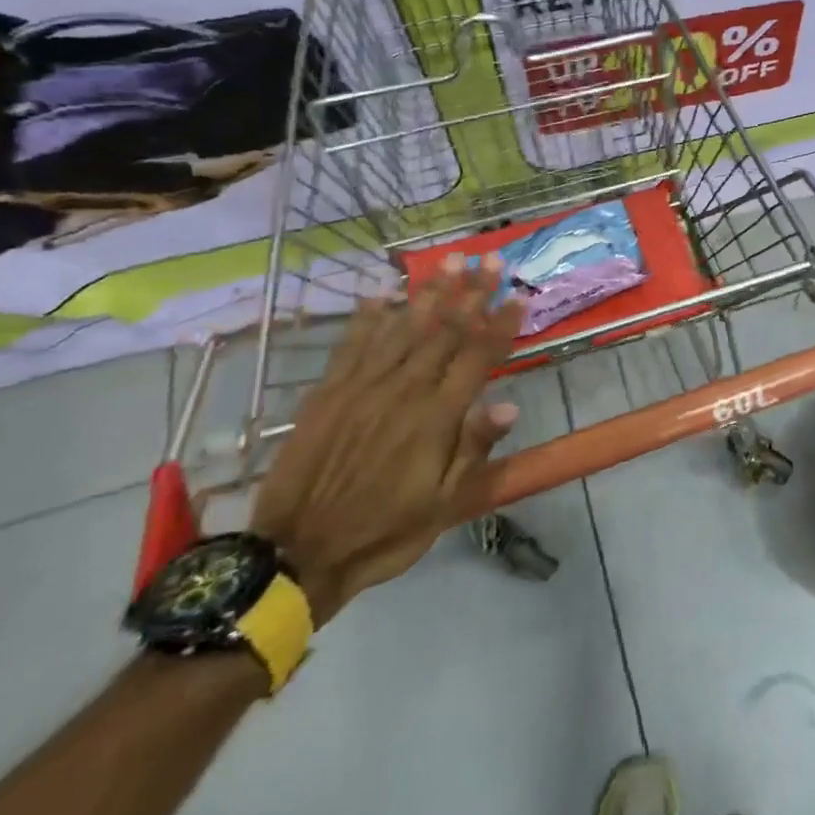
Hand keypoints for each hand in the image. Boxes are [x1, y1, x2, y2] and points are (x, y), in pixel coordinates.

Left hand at [250, 256, 523, 625]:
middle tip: (489, 259)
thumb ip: (474, 449)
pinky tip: (383, 294)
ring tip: (449, 261)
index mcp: (436, 417)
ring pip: (404, 329)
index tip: (519, 295)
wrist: (296, 555)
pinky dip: (369, 318)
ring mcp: (362, 388)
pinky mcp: (328, 393)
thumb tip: (510, 405)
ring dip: (430, 293)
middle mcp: (403, 391)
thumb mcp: (443, 504)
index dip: (500, 325)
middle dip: (471, 293)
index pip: (477, 357)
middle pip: (445, 332)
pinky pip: (352, 345)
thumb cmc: (384, 531)